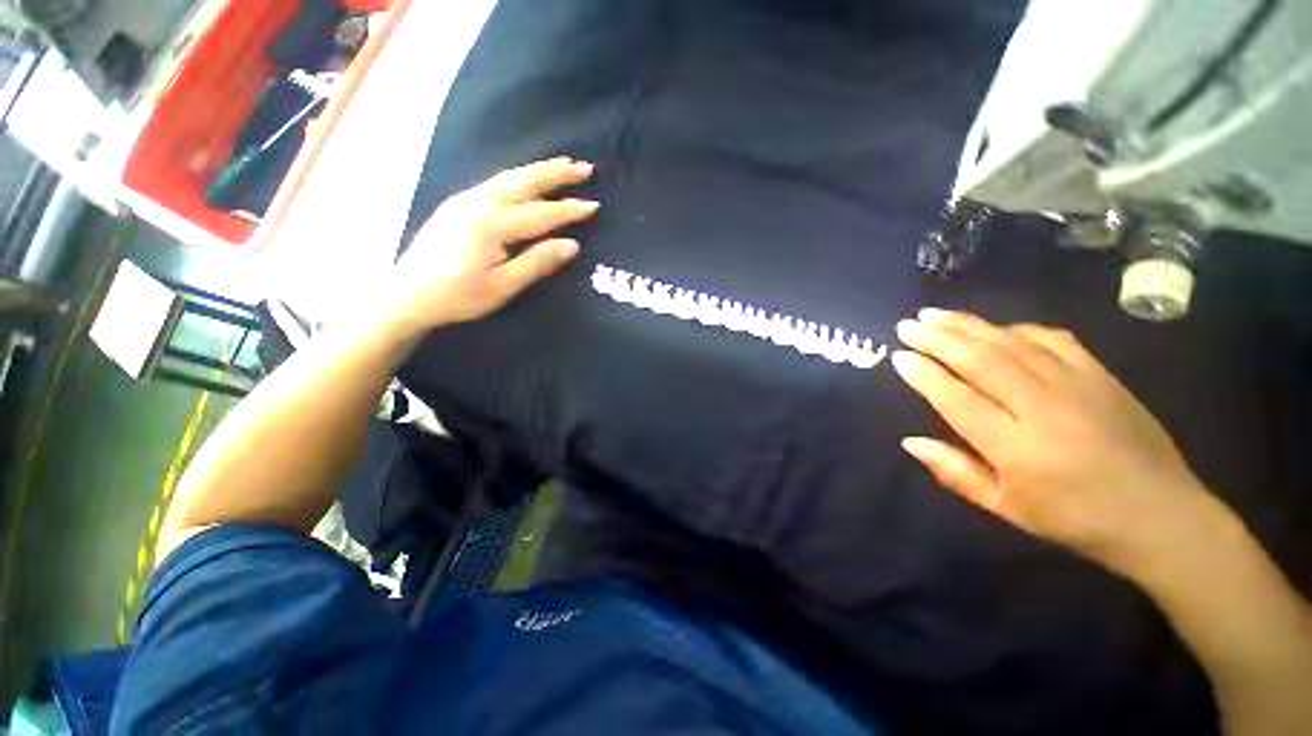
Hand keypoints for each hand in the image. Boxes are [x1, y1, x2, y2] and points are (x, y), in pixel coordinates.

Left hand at [381, 157, 598, 336]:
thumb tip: (572, 245)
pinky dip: (519, 177)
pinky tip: (526, 181)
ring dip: (539, 170)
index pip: (541, 213)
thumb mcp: (502, 287)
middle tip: (585, 167)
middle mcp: (478, 202)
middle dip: (557, 174)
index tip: (594, 205)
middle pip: (524, 181)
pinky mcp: (457, 205)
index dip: (569, 210)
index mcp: (491, 224)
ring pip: (508, 177)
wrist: (406, 295)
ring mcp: (465, 200)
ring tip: (562, 165)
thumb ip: (537, 263)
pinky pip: (495, 183)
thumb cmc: (458, 296)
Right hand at [890, 308, 1218, 578]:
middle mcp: (1043, 408)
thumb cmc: (1075, 518)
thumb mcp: (1007, 508)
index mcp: (1016, 448)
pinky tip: (996, 327)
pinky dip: (1017, 329)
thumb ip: (955, 473)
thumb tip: (910, 442)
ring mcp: (1076, 385)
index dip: (924, 375)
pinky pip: (1051, 339)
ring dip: (969, 325)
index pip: (957, 399)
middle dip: (938, 339)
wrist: (1161, 516)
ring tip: (936, 314)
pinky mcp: (1101, 375)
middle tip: (907, 325)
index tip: (898, 356)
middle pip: (980, 360)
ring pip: (1011, 343)